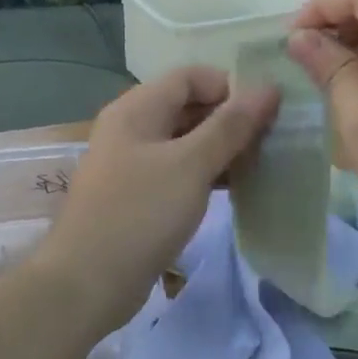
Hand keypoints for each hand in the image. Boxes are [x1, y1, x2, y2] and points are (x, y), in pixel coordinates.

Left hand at [47, 67, 279, 326]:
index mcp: (137, 109)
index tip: (266, 114)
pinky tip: (232, 190)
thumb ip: (231, 126)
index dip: (230, 87)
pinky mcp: (138, 197)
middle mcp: (131, 129)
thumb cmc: (140, 214)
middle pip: (188, 107)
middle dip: (229, 120)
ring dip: (221, 150)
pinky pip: (177, 172)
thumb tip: (269, 87)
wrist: (88, 282)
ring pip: (185, 142)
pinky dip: (205, 175)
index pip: (191, 76)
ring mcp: (132, 164)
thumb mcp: (191, 165)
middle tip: (269, 143)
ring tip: (259, 166)